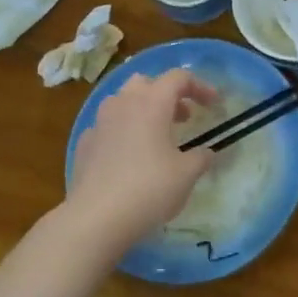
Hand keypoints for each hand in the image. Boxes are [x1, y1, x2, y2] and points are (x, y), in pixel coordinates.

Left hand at [64, 70, 218, 257]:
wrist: (95, 218)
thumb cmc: (149, 189)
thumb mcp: (187, 174)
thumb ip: (201, 157)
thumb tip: (206, 153)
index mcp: (151, 103)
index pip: (178, 78)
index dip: (200, 86)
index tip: (213, 105)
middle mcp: (123, 104)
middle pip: (146, 82)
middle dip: (167, 94)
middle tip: (183, 117)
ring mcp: (99, 123)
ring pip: (122, 101)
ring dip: (142, 110)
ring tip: (157, 135)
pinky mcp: (84, 144)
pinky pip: (107, 126)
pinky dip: (123, 131)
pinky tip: (129, 155)